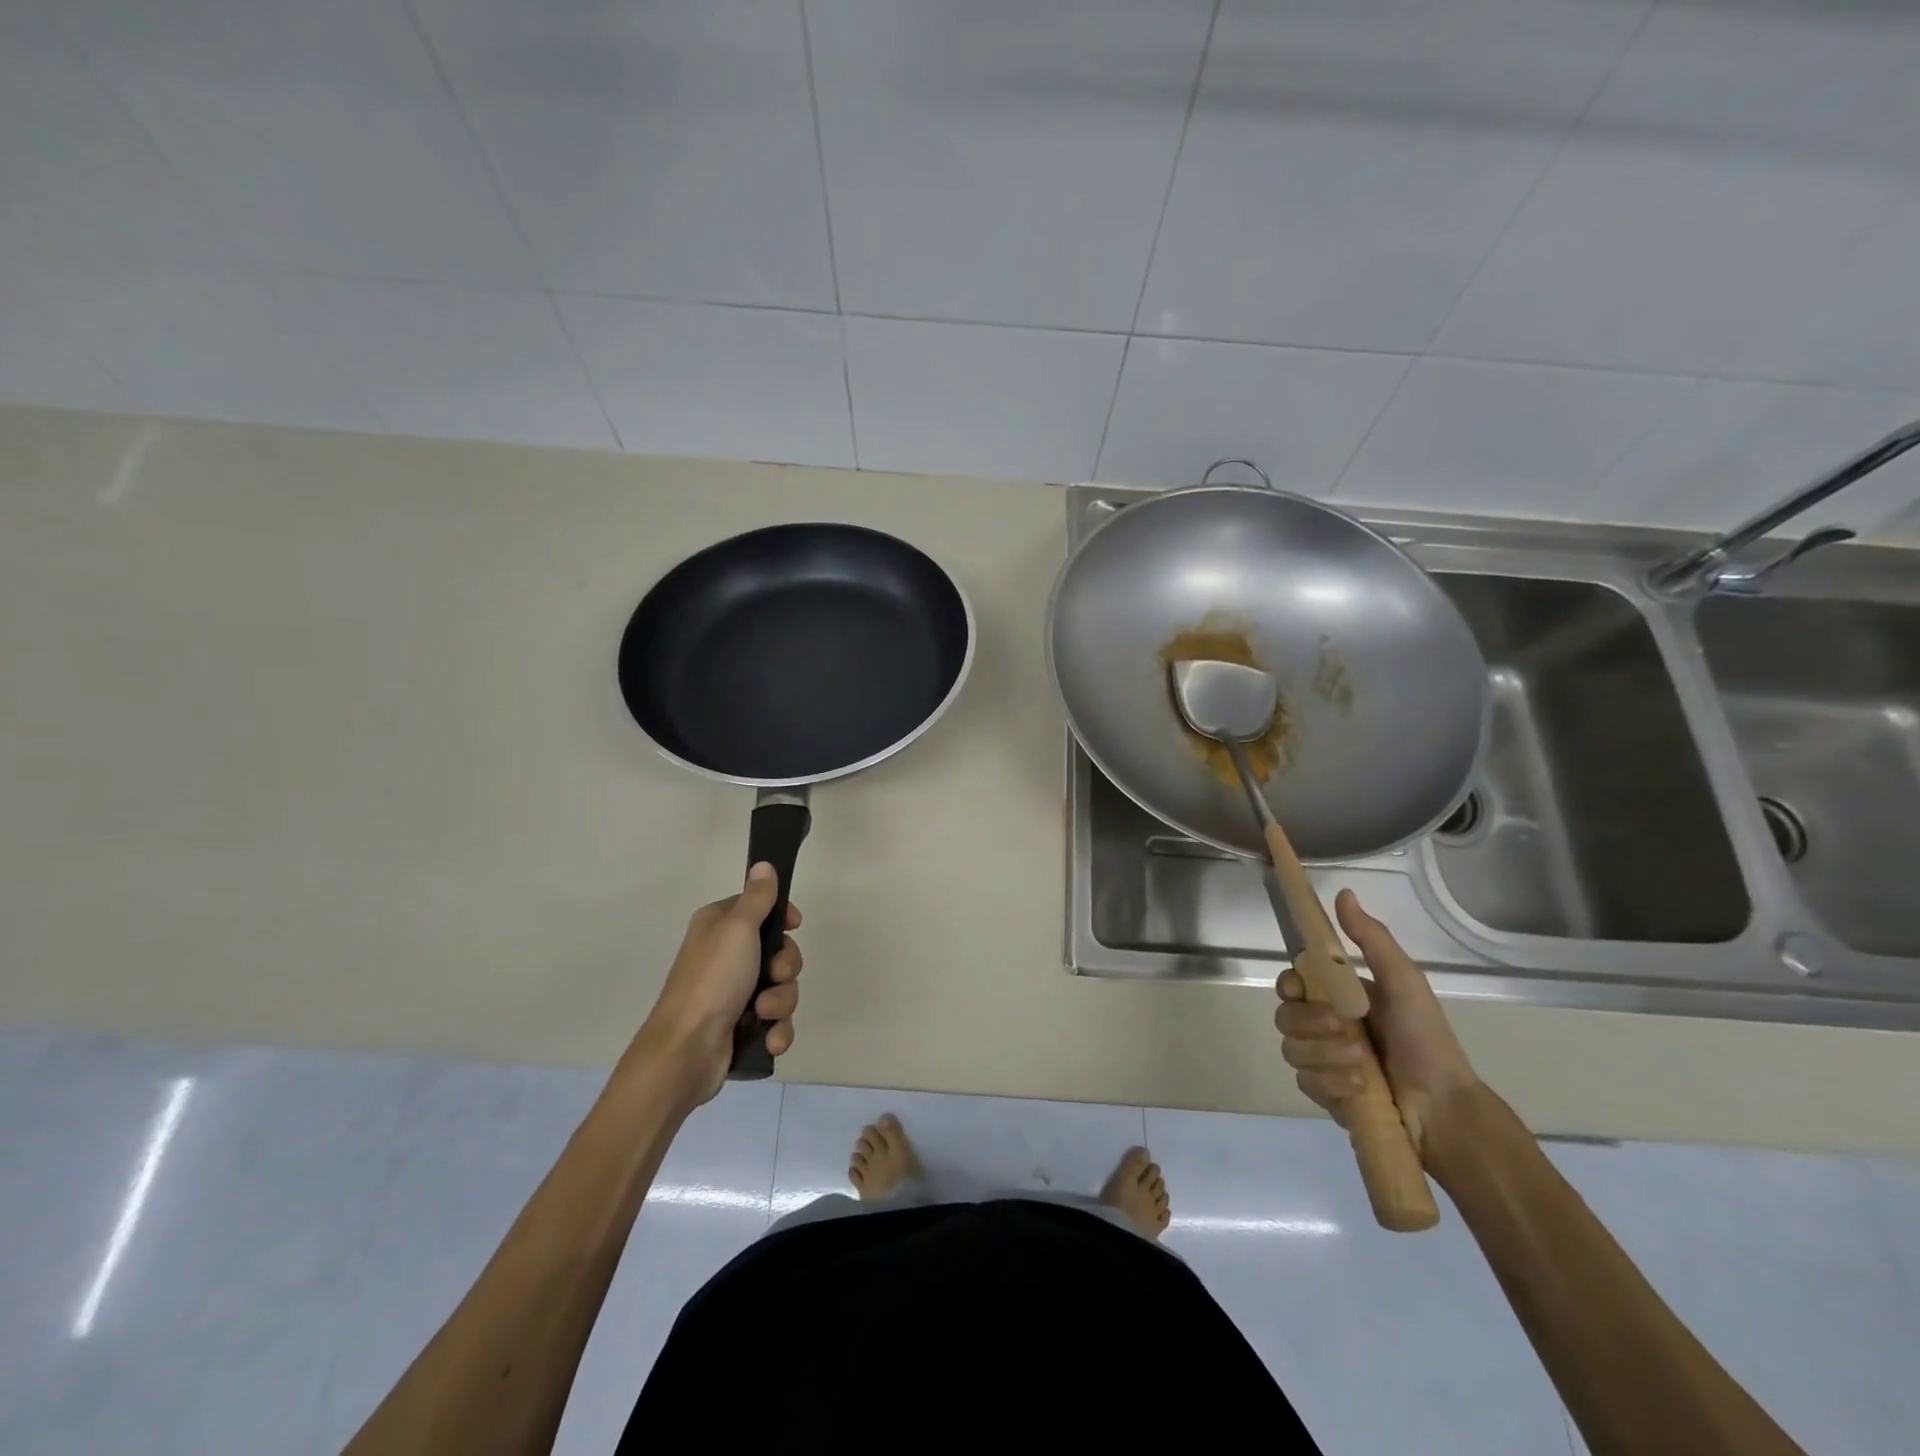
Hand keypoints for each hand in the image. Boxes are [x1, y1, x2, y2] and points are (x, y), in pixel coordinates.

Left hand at [631, 862, 803, 1104]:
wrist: (686, 1051)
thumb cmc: (712, 980)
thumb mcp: (738, 929)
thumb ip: (757, 897)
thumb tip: (763, 864)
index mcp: (720, 927)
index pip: (761, 909)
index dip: (782, 917)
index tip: (794, 925)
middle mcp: (726, 956)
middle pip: (779, 951)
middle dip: (785, 967)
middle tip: (774, 975)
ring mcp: (734, 994)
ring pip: (782, 988)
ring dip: (781, 1002)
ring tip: (762, 1013)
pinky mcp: (742, 1026)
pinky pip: (776, 1021)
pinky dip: (776, 1030)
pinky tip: (769, 1039)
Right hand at [1276, 889, 1479, 1154]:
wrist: (1446, 1109)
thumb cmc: (1426, 1039)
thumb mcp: (1404, 981)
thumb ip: (1371, 938)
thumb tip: (1343, 892)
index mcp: (1340, 997)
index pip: (1293, 982)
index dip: (1289, 985)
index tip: (1302, 990)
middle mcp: (1325, 1026)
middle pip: (1285, 1016)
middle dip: (1310, 1023)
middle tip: (1344, 1030)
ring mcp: (1323, 1061)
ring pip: (1292, 1049)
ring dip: (1325, 1055)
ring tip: (1361, 1066)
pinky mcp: (1325, 1094)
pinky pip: (1305, 1082)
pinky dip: (1330, 1083)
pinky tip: (1358, 1088)